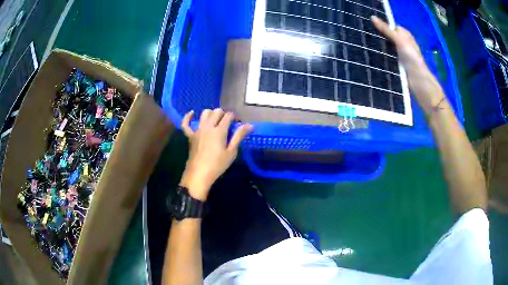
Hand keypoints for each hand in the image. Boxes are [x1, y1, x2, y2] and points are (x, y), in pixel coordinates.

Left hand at [180, 109, 252, 200]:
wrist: (199, 174)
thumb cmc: (217, 165)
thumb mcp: (231, 152)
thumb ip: (239, 136)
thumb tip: (250, 125)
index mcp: (219, 130)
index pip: (228, 116)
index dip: (234, 117)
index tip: (237, 123)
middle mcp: (208, 126)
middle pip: (216, 112)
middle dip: (224, 114)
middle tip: (228, 123)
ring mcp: (197, 130)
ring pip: (204, 113)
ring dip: (211, 113)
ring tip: (215, 120)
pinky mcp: (190, 136)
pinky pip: (186, 123)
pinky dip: (188, 117)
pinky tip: (192, 113)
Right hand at [371, 16, 444, 113]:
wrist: (419, 83)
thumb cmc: (412, 59)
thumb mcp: (400, 41)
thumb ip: (386, 30)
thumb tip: (372, 17)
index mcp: (405, 35)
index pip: (390, 26)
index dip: (380, 25)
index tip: (367, 25)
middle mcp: (402, 43)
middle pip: (387, 36)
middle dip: (377, 35)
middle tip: (364, 34)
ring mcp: (399, 54)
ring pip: (386, 46)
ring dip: (378, 46)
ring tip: (364, 43)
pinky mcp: (396, 64)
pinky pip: (386, 56)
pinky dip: (380, 55)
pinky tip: (371, 55)